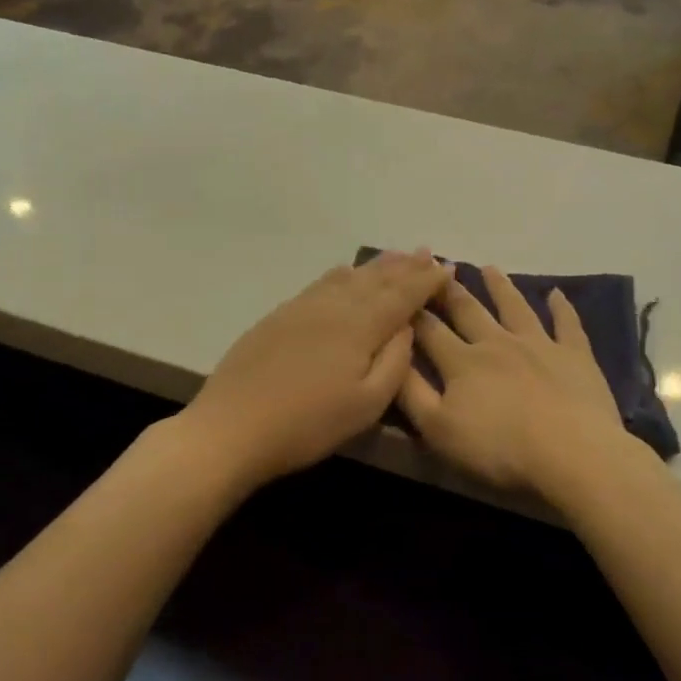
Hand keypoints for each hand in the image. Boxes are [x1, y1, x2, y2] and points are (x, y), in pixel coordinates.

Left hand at [181, 251, 450, 487]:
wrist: (232, 427)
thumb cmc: (308, 424)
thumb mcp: (366, 405)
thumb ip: (394, 363)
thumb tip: (408, 328)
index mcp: (360, 326)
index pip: (402, 295)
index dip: (427, 281)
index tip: (448, 268)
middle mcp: (334, 306)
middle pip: (376, 279)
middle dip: (405, 266)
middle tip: (426, 253)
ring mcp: (303, 307)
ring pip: (348, 276)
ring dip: (376, 265)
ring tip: (396, 256)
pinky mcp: (280, 316)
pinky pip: (322, 283)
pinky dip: (343, 274)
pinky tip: (346, 272)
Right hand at [399, 267, 627, 498]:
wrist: (570, 452)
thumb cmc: (498, 448)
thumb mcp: (438, 429)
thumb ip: (411, 393)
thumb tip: (392, 357)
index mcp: (462, 362)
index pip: (430, 331)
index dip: (414, 313)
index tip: (404, 293)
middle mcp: (497, 343)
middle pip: (470, 311)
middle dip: (451, 291)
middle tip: (440, 267)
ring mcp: (539, 344)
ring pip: (515, 307)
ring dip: (500, 287)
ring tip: (489, 268)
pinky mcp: (575, 355)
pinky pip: (567, 324)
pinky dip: (561, 307)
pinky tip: (556, 293)